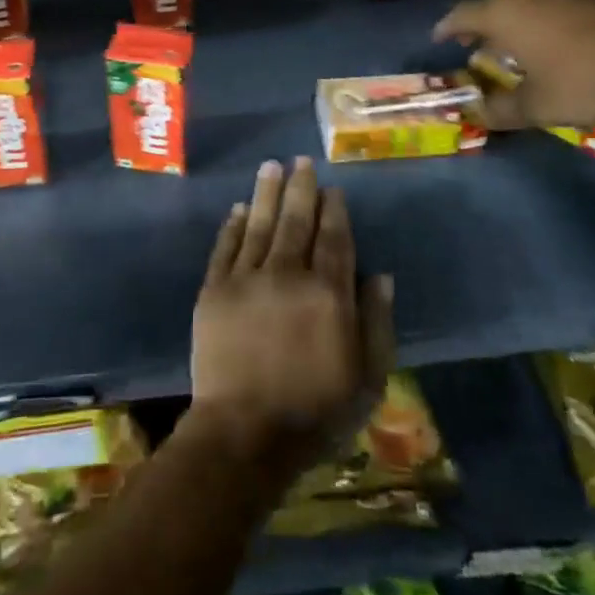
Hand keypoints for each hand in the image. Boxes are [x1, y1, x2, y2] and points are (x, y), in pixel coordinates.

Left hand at [189, 158, 394, 477]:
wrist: (245, 434)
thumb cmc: (315, 412)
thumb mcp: (366, 378)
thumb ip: (376, 322)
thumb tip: (380, 275)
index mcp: (328, 293)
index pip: (334, 238)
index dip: (334, 210)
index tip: (333, 189)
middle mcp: (287, 274)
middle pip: (295, 220)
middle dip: (300, 188)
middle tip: (300, 160)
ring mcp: (246, 279)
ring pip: (259, 224)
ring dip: (266, 193)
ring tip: (270, 166)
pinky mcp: (214, 291)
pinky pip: (225, 248)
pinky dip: (233, 226)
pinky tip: (239, 208)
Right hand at [435, 0, 594, 129]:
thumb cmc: (585, 78)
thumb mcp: (538, 105)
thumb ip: (502, 110)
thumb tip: (477, 115)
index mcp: (504, 14)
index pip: (462, 15)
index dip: (447, 28)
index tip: (439, 40)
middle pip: (493, 3)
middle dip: (480, 23)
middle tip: (475, 44)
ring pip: (526, 1)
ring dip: (514, 21)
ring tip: (513, 44)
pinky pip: (553, 5)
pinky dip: (542, 20)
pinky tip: (555, 42)